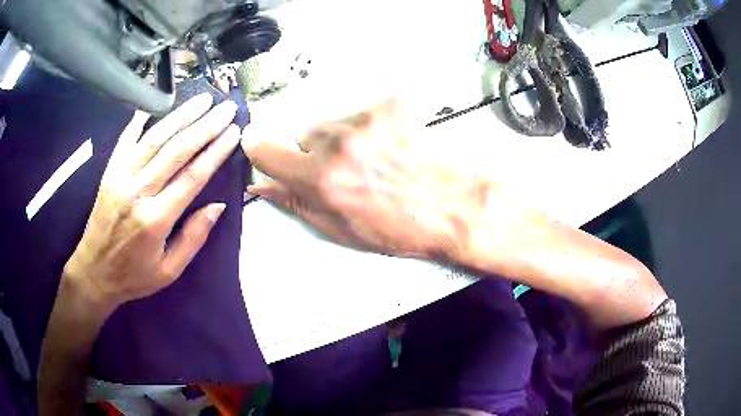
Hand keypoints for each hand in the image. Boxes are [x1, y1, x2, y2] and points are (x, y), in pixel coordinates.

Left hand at [63, 94, 239, 311]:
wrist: (94, 272)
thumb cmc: (133, 276)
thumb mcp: (169, 271)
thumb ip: (193, 238)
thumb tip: (218, 206)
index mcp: (155, 219)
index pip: (192, 177)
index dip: (216, 152)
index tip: (234, 132)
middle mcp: (138, 192)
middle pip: (176, 151)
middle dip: (205, 126)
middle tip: (226, 108)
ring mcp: (120, 177)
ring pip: (154, 139)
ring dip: (180, 116)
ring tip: (202, 100)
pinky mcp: (109, 172)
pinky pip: (126, 140)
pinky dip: (141, 120)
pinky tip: (157, 104)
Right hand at [243, 98, 498, 259]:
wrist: (452, 207)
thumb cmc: (397, 228)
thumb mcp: (340, 229)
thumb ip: (295, 203)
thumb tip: (261, 187)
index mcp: (321, 178)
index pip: (265, 150)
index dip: (260, 150)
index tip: (262, 149)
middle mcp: (339, 142)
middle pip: (304, 135)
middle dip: (315, 153)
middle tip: (344, 172)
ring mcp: (367, 119)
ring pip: (334, 124)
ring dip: (343, 140)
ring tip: (373, 161)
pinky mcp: (391, 106)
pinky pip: (363, 115)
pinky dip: (370, 129)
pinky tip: (391, 147)